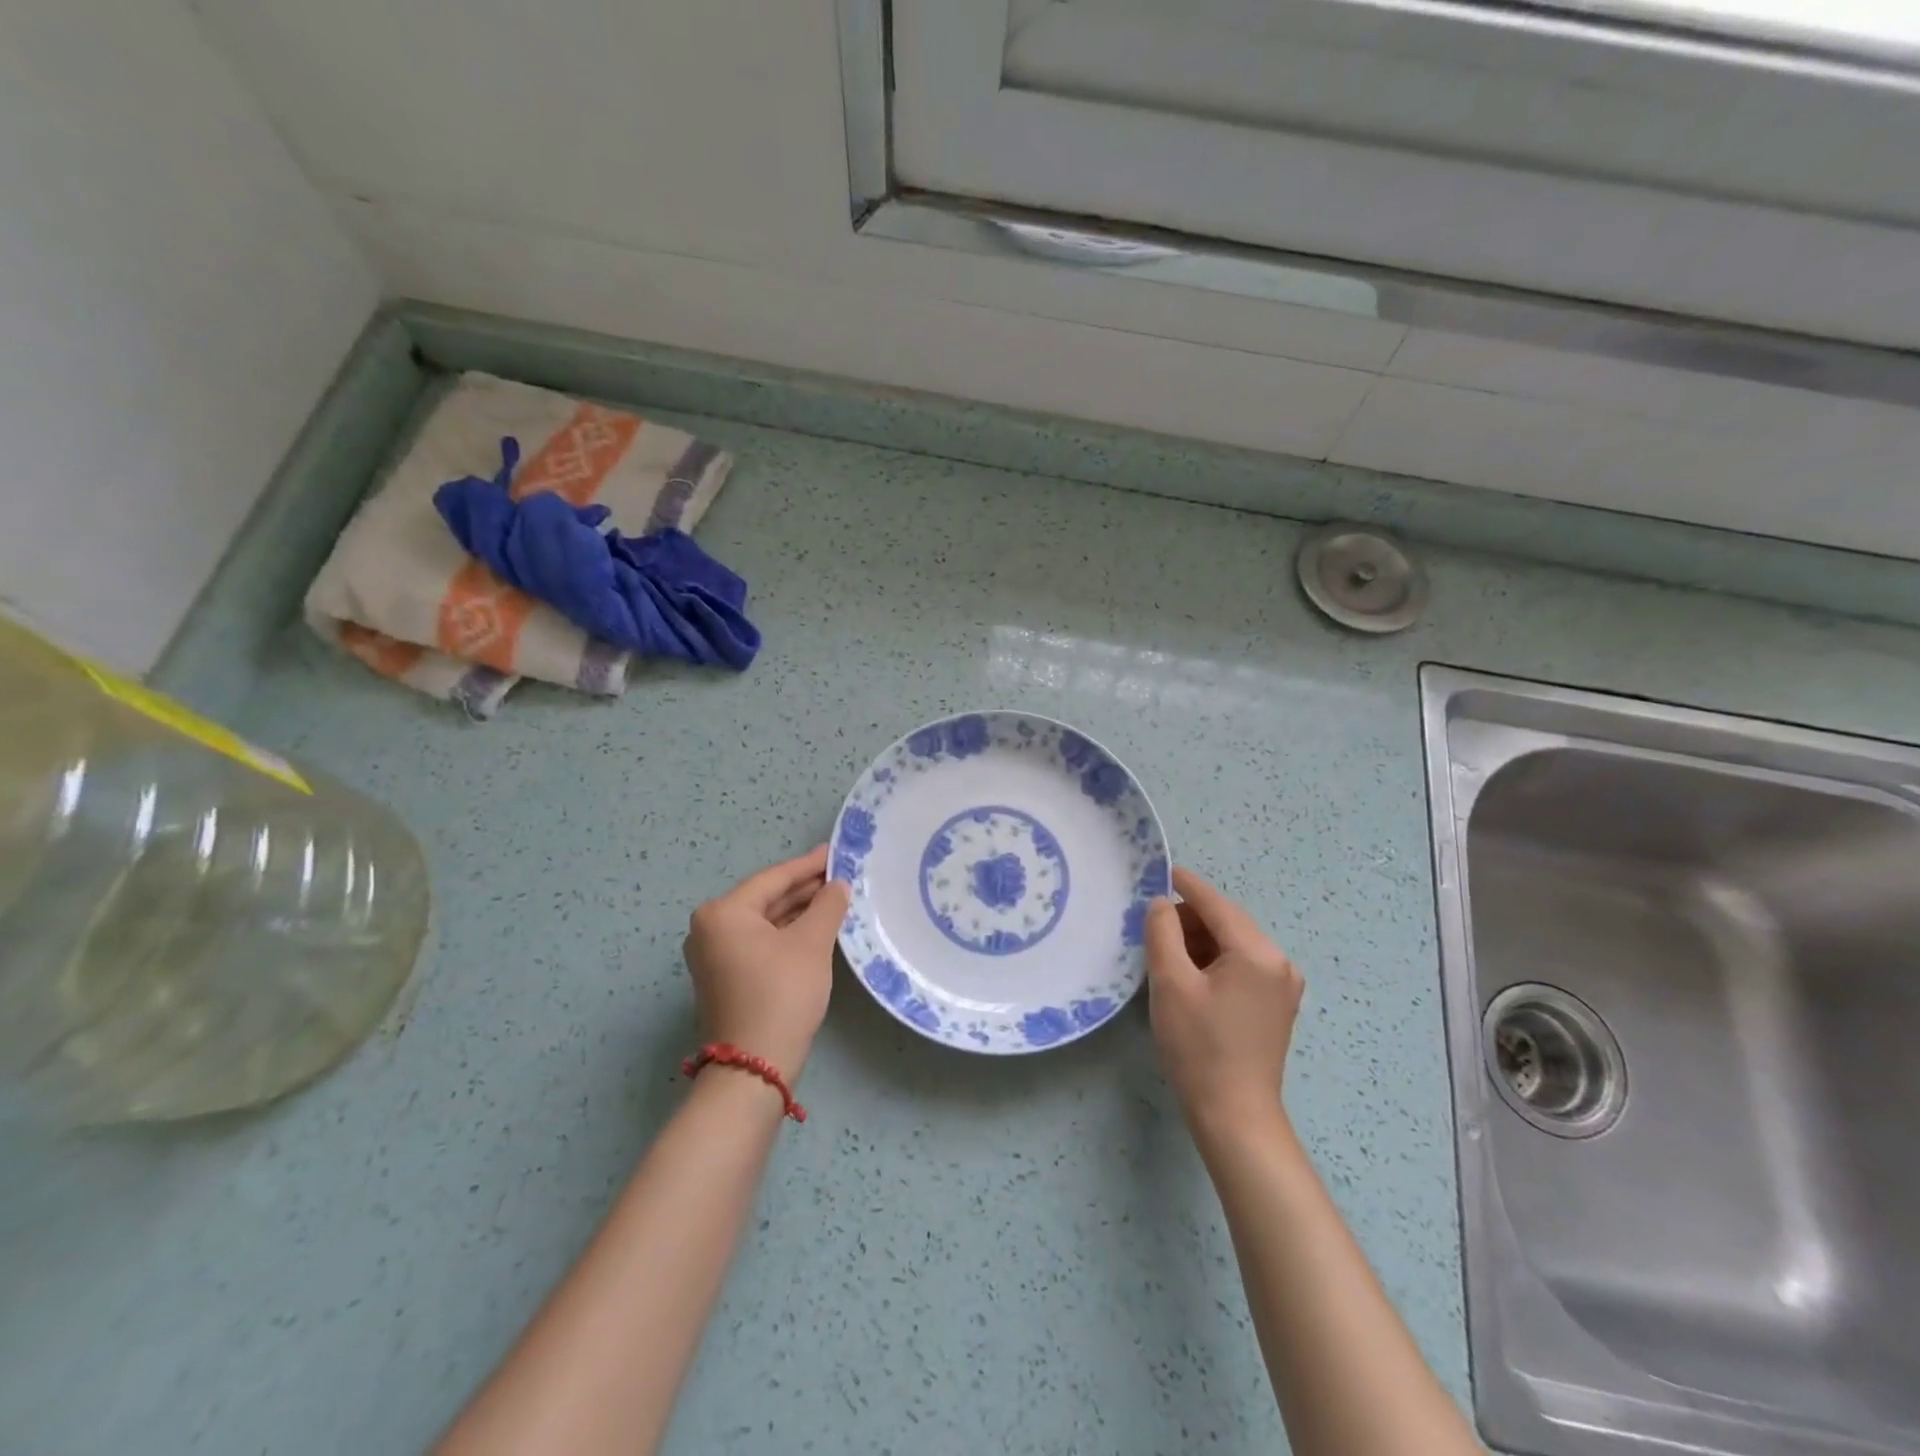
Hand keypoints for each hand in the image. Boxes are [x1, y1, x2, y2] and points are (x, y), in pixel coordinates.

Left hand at [683, 845, 850, 1081]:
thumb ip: (827, 906)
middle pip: (766, 899)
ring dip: (798, 912)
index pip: (773, 878)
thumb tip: (837, 885)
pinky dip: (786, 934)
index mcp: (723, 913)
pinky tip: (815, 928)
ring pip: (764, 922)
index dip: (808, 865)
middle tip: (840, 875)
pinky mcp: (725, 978)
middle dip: (804, 889)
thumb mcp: (811, 944)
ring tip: (834, 899)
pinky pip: (760, 942)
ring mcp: (714, 956)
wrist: (754, 1067)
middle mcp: (710, 929)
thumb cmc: (781, 993)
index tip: (836, 851)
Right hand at [1145, 867, 1304, 1127]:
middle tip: (1151, 931)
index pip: (1215, 904)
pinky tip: (1190, 978)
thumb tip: (1162, 903)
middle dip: (1189, 919)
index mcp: (1257, 952)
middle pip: (1227, 922)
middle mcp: (1279, 961)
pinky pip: (1242, 966)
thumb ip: (1162, 932)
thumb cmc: (1198, 1046)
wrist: (1235, 1116)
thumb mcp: (1170, 983)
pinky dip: (1214, 962)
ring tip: (1166, 957)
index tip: (1159, 871)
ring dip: (1200, 942)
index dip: (1185, 885)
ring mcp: (1283, 985)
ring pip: (1233, 944)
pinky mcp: (1277, 1006)